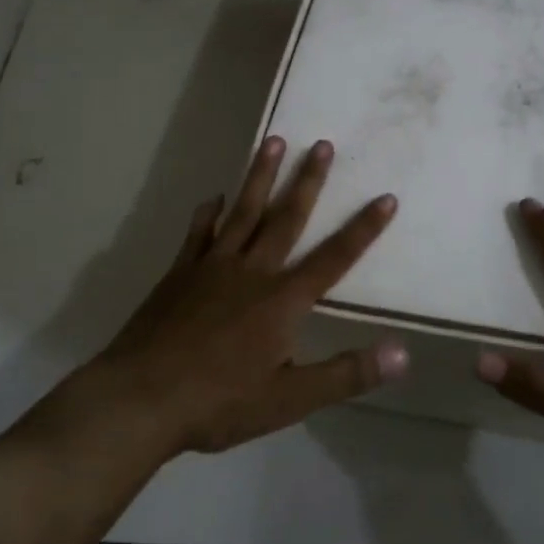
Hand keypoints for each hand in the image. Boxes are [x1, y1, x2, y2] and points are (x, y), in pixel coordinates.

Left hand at [86, 136, 406, 455]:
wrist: (140, 399)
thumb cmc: (220, 402)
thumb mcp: (291, 399)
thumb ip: (346, 374)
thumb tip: (403, 353)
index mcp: (283, 301)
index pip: (334, 258)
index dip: (363, 229)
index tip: (386, 197)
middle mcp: (252, 272)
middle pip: (286, 219)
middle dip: (307, 181)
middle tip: (322, 144)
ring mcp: (212, 268)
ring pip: (243, 213)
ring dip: (260, 177)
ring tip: (273, 142)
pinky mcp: (179, 274)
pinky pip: (199, 234)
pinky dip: (209, 213)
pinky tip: (215, 198)